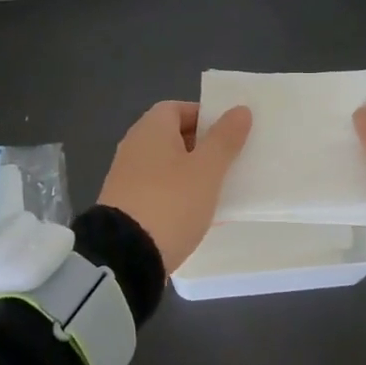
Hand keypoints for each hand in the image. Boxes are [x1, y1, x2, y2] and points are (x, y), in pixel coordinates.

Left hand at [98, 100, 252, 273]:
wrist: (125, 256)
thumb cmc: (170, 202)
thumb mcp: (206, 170)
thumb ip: (224, 139)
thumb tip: (240, 110)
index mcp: (151, 129)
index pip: (178, 109)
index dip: (205, 117)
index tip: (229, 134)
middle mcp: (134, 146)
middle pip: (173, 137)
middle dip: (203, 147)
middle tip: (231, 161)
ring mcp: (127, 177)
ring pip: (168, 166)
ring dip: (192, 174)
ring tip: (221, 189)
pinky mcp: (126, 205)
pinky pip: (160, 191)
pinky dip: (179, 196)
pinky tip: (199, 214)